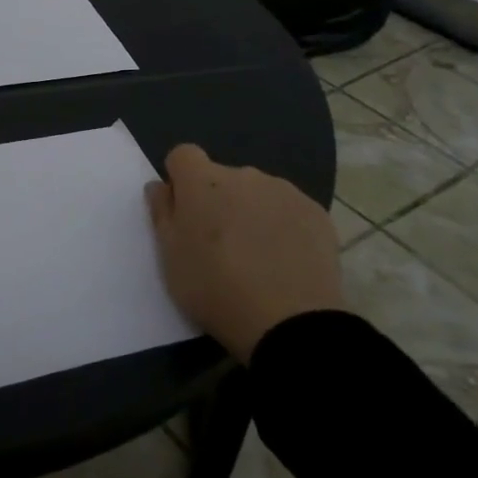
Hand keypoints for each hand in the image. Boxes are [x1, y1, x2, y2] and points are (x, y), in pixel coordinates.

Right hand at [145, 144, 343, 359]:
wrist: (290, 322)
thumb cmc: (215, 287)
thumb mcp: (170, 256)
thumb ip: (162, 213)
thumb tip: (161, 186)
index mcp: (202, 181)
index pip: (183, 155)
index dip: (180, 180)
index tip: (183, 212)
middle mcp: (243, 175)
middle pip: (222, 177)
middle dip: (217, 200)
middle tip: (219, 245)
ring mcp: (284, 191)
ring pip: (257, 193)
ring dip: (250, 212)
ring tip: (257, 257)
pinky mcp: (316, 213)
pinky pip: (289, 210)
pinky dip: (283, 226)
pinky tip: (285, 261)